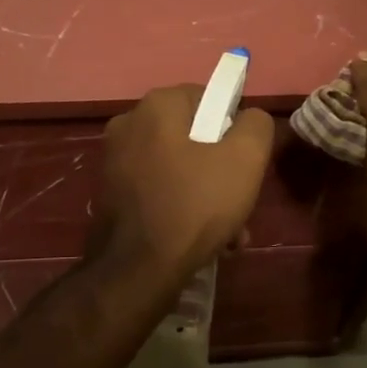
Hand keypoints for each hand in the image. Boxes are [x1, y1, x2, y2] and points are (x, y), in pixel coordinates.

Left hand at [89, 85, 274, 288]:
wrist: (138, 270)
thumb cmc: (195, 205)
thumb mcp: (245, 159)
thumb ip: (256, 125)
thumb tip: (249, 118)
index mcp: (156, 105)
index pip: (208, 97)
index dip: (233, 128)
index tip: (245, 162)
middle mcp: (129, 123)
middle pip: (193, 136)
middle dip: (222, 169)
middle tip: (241, 201)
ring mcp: (114, 160)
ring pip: (178, 167)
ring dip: (207, 194)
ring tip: (230, 232)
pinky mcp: (111, 193)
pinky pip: (158, 189)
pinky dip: (182, 207)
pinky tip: (204, 241)